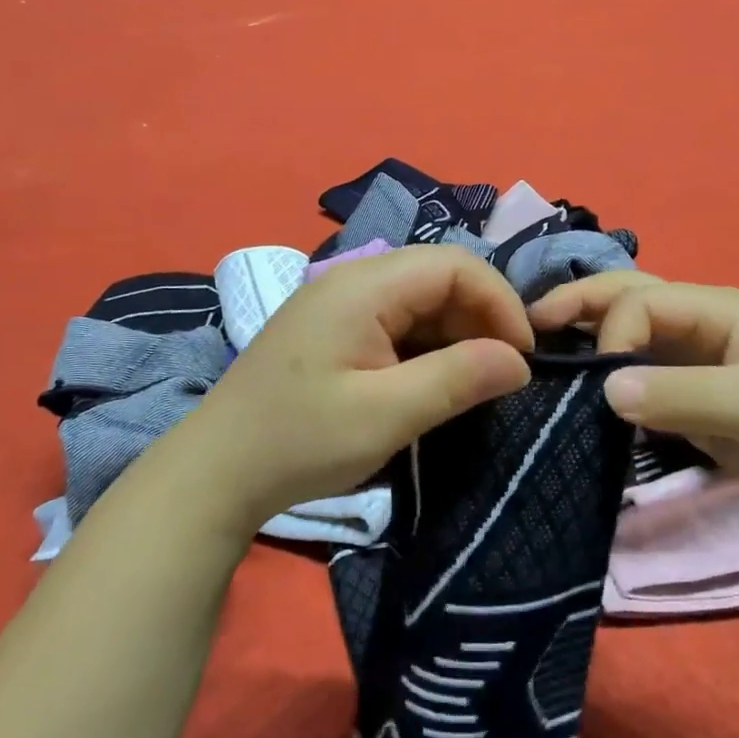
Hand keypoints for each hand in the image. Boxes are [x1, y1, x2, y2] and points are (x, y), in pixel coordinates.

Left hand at [151, 245, 532, 533]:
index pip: (455, 265)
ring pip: (421, 299)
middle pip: (439, 277)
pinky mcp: (334, 328)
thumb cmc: (300, 442)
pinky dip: (427, 345)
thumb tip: (520, 361)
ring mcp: (340, 303)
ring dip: (456, 333)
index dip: (499, 302)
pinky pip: (397, 320)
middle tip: (501, 374)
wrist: (216, 472)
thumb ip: (457, 379)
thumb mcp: (386, 416)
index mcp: (364, 286)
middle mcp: (353, 280)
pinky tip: (433, 381)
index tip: (522, 357)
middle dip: (481, 318)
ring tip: (473, 382)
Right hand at [529, 272, 738, 540]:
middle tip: (528, 327)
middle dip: (579, 306)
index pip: (642, 302)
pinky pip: (638, 380)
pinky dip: (605, 380)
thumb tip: (603, 388)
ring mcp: (693, 362)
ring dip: (587, 339)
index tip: (599, 384)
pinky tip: (578, 391)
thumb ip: (684, 395)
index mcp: (718, 309)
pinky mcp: (690, 398)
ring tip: (540, 352)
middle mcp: (699, 325)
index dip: (612, 333)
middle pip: (628, 300)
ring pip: (628, 337)